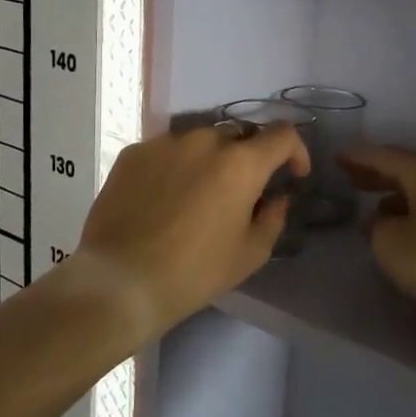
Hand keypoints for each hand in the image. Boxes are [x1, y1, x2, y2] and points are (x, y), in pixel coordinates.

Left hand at [76, 122, 310, 332]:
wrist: (120, 281)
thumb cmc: (194, 273)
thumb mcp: (250, 254)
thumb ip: (273, 217)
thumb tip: (276, 198)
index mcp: (241, 163)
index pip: (283, 135)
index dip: (296, 151)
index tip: (293, 174)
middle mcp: (205, 141)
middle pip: (240, 135)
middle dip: (250, 157)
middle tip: (243, 190)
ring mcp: (165, 143)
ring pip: (201, 141)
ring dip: (211, 160)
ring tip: (199, 194)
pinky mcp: (133, 153)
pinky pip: (167, 150)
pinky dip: (176, 166)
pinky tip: (165, 198)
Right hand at [341, 146, 415, 316]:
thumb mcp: (393, 246)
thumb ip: (378, 227)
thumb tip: (383, 219)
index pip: (384, 156)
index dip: (358, 158)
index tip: (338, 157)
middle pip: (409, 167)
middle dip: (380, 174)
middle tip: (354, 180)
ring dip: (402, 195)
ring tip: (381, 209)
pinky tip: (415, 226)